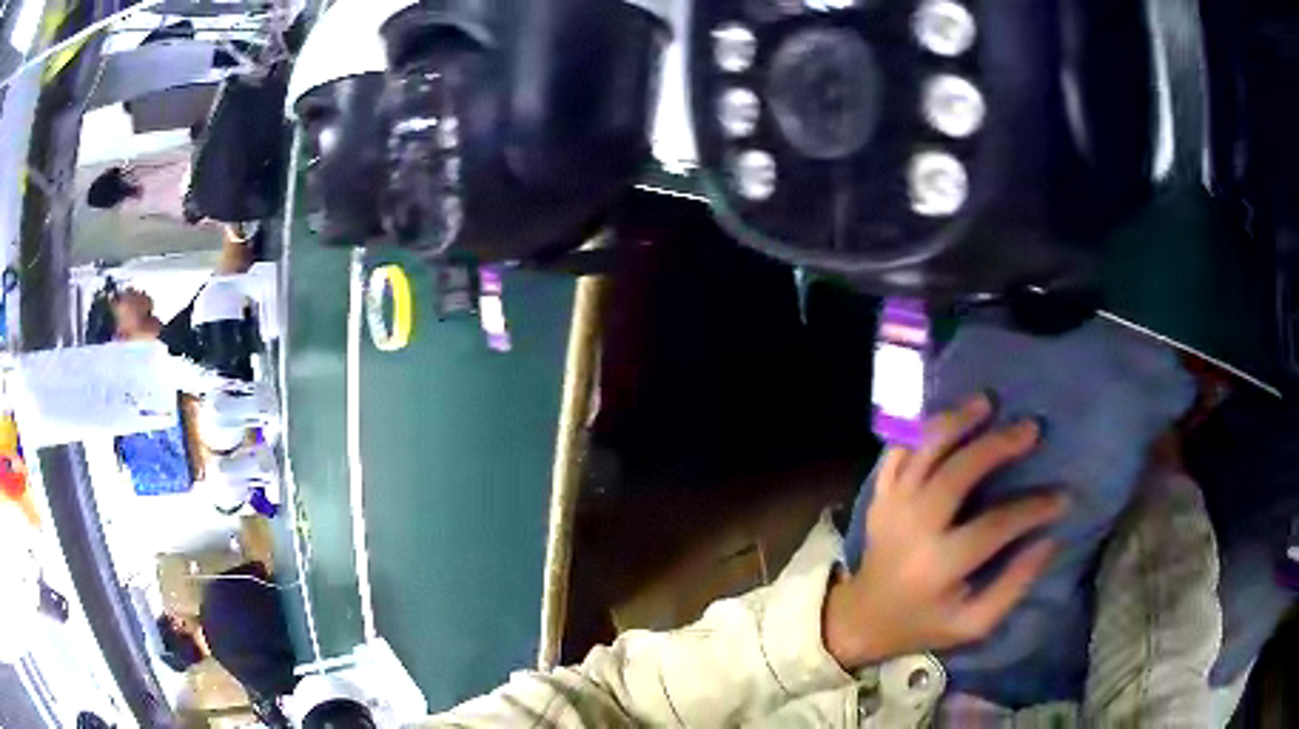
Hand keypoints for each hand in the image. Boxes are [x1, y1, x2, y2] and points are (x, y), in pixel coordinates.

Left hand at [823, 395, 1066, 668]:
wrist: (862, 617)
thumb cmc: (924, 622)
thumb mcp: (972, 623)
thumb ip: (1013, 585)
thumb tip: (1049, 540)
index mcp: (938, 566)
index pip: (995, 526)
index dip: (1034, 507)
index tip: (1063, 496)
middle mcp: (912, 529)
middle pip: (956, 473)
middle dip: (997, 445)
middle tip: (1030, 427)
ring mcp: (890, 507)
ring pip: (922, 451)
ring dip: (956, 421)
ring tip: (987, 402)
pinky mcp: (878, 496)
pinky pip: (895, 451)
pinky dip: (919, 429)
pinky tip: (946, 415)